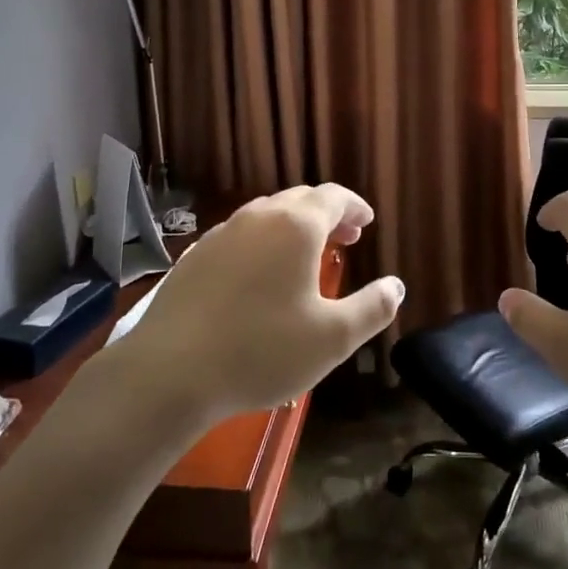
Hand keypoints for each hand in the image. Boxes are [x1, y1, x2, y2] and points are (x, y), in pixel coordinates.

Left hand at [120, 185, 404, 421]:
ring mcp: (221, 234)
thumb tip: (396, 286)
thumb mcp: (333, 338)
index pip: (333, 197)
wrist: (170, 371)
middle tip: (345, 238)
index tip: (367, 224)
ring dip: (293, 226)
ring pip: (266, 215)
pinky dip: (262, 242)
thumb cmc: (262, 350)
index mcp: (296, 227)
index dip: (354, 206)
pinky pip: (239, 235)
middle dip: (327, 214)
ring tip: (305, 254)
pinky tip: (260, 274)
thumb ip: (373, 308)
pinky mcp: (195, 256)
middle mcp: (258, 218)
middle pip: (299, 200)